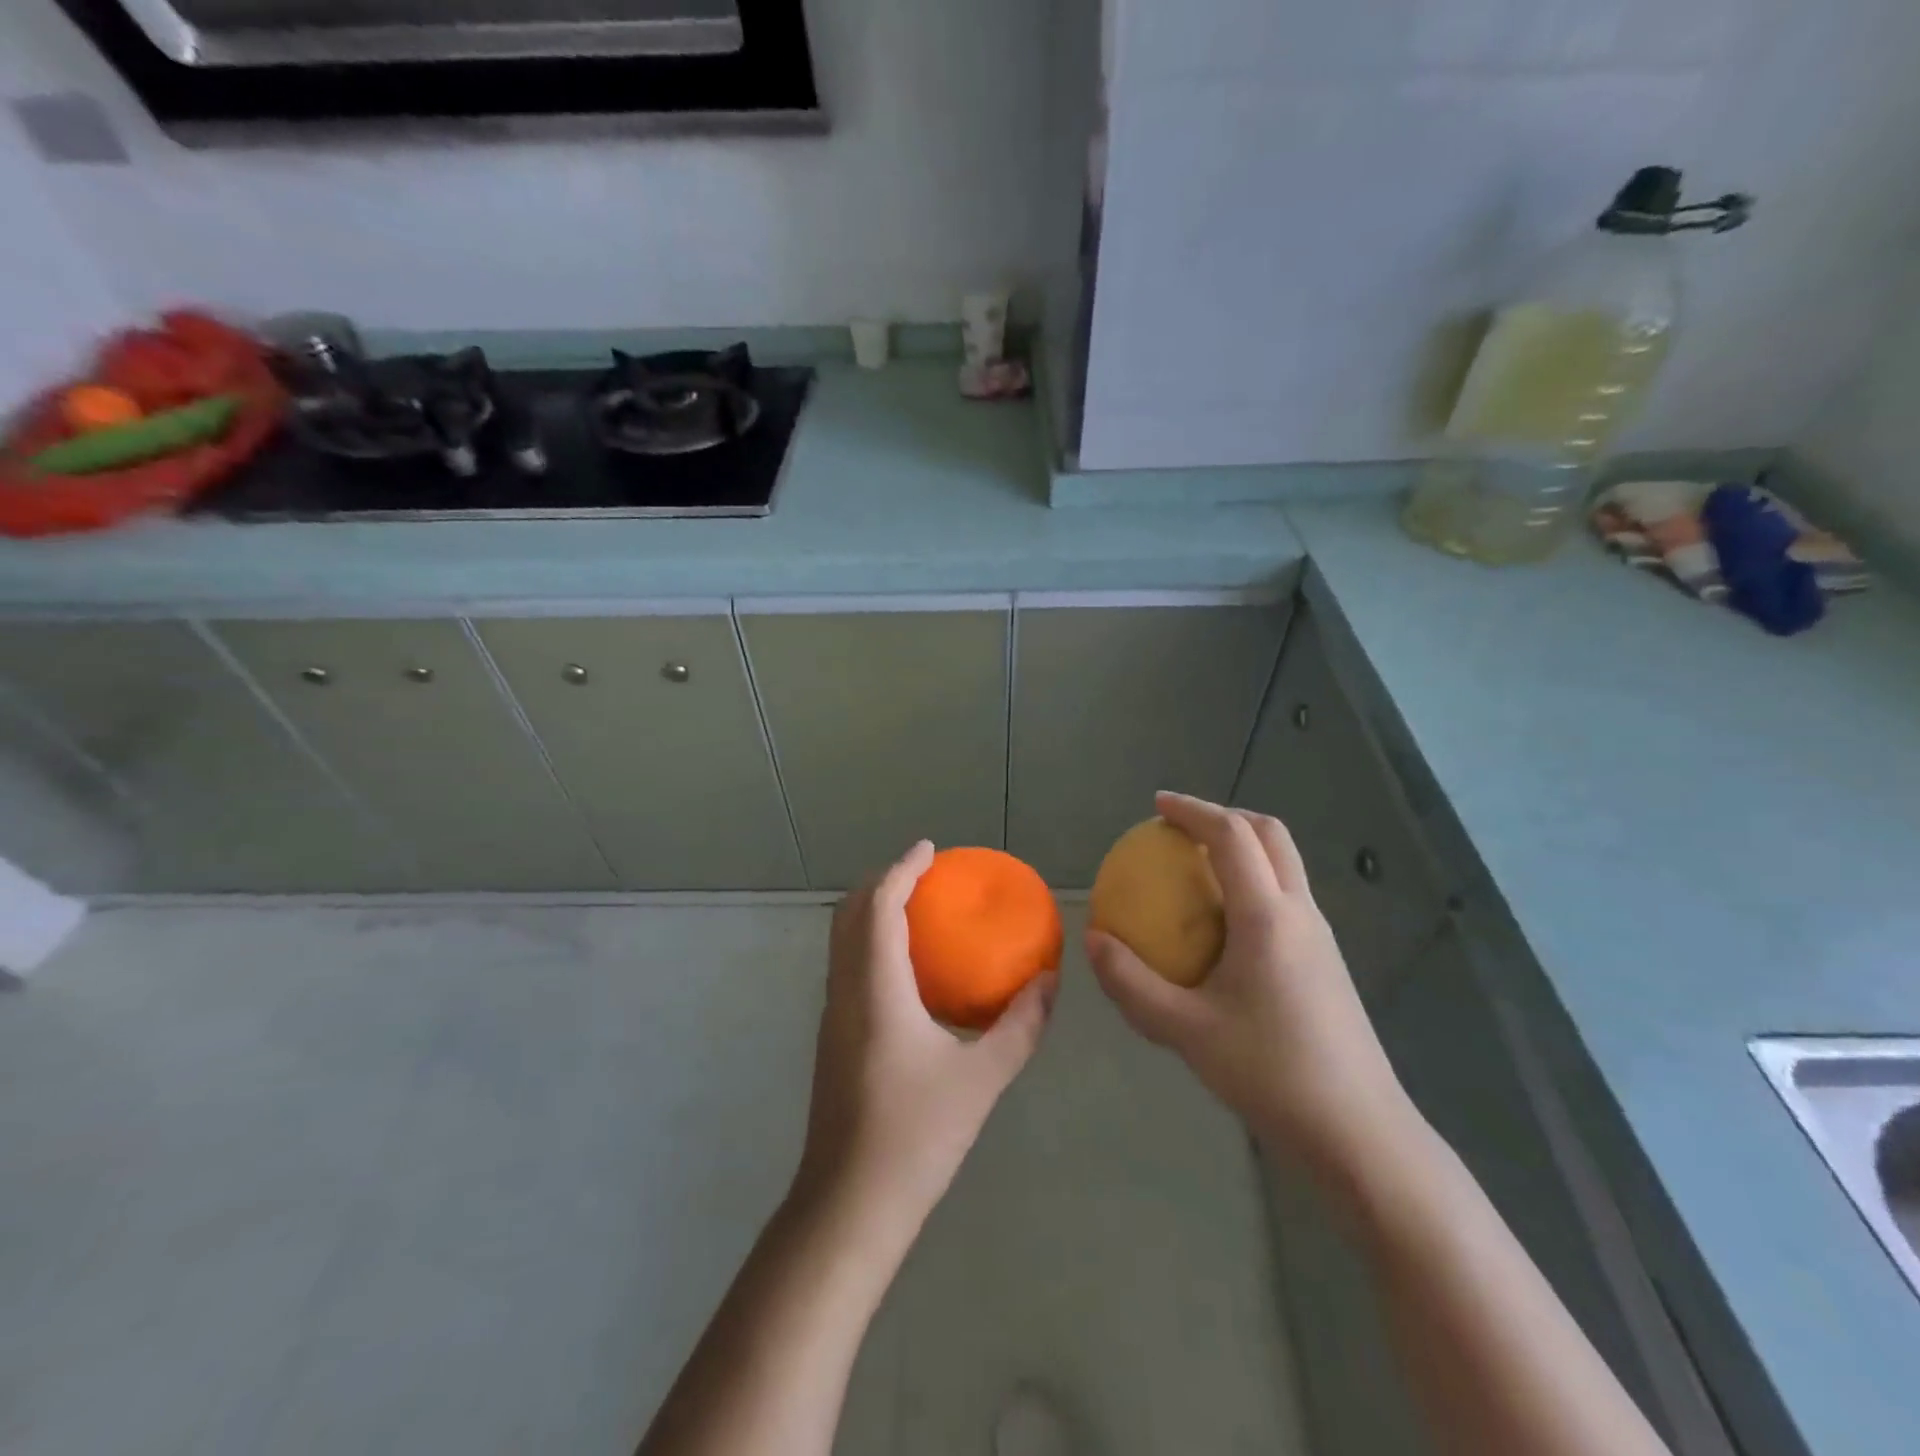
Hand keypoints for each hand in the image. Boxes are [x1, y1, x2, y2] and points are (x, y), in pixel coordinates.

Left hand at [795, 841, 1056, 1234]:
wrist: (849, 1205)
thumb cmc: (916, 1137)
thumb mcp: (981, 1079)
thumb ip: (1020, 1026)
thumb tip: (1050, 982)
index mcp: (876, 988)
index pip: (880, 906)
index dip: (901, 869)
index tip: (929, 849)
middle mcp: (845, 990)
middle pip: (851, 913)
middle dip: (883, 882)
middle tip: (924, 873)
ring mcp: (832, 1014)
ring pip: (843, 940)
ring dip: (873, 911)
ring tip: (916, 908)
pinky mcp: (832, 1037)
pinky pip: (847, 965)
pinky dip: (870, 942)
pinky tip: (906, 968)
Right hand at [1086, 792, 1414, 1175]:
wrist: (1359, 1134)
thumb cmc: (1270, 1073)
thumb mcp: (1185, 1031)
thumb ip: (1132, 984)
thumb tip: (1093, 941)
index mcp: (1268, 917)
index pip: (1232, 835)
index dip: (1194, 810)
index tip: (1157, 806)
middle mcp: (1301, 913)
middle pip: (1270, 834)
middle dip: (1225, 816)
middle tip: (1180, 828)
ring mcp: (1321, 937)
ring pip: (1285, 864)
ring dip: (1244, 847)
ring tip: (1198, 868)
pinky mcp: (1327, 961)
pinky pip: (1287, 896)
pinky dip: (1253, 882)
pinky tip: (1224, 926)